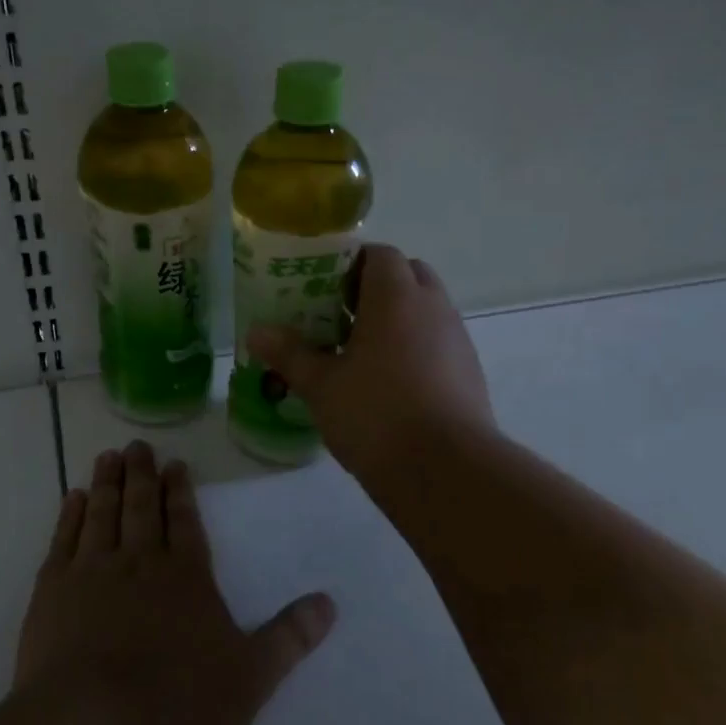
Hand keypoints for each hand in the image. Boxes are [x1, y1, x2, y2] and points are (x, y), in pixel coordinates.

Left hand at [15, 441, 335, 724]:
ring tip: (108, 457)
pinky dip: (69, 515)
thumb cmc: (179, 707)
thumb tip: (330, 602)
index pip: (185, 522)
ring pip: (102, 514)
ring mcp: (92, 573)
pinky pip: (64, 540)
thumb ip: (289, 638)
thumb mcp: (250, 677)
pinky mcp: (52, 592)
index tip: (175, 465)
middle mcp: (139, 563)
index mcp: (186, 577)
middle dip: (142, 475)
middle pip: (141, 507)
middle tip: (138, 446)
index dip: (180, 492)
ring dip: (107, 483)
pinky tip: (72, 498)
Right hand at [247, 244, 494, 481]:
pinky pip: (439, 342)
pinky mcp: (470, 372)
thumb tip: (256, 333)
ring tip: (362, 351)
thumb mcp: (322, 385)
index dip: (351, 262)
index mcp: (396, 297)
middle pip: (408, 274)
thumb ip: (290, 354)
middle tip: (341, 315)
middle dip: (377, 287)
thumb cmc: (376, 414)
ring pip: (426, 310)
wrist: (445, 470)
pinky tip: (391, 383)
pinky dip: (416, 347)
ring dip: (399, 318)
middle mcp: (433, 307)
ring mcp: (458, 339)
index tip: (324, 286)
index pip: (379, 254)